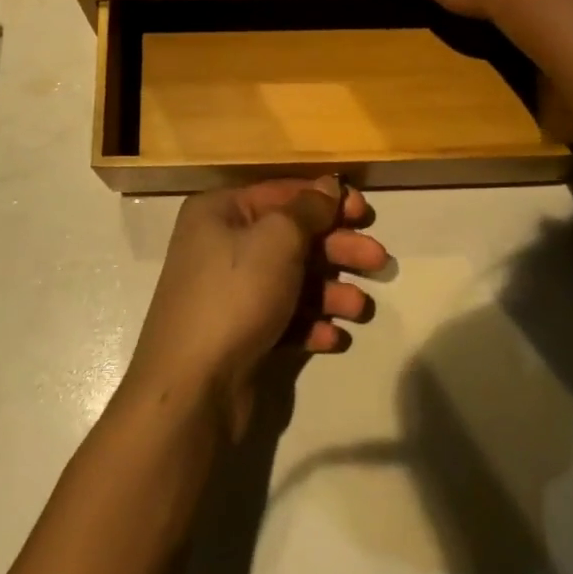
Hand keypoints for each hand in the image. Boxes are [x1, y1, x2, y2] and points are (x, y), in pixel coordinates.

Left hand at [124, 177, 385, 438]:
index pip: (282, 193)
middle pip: (291, 238)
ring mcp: (230, 291)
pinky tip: (333, 338)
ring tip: (360, 308)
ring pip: (292, 280)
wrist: (193, 387)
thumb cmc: (235, 294)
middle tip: (378, 261)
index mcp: (220, 211)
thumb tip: (329, 185)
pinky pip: (283, 316)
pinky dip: (310, 324)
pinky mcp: (240, 332)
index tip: (365, 212)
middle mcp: (221, 244)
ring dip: (330, 291)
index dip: (326, 199)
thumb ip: (308, 209)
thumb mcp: (277, 240)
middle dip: (337, 249)